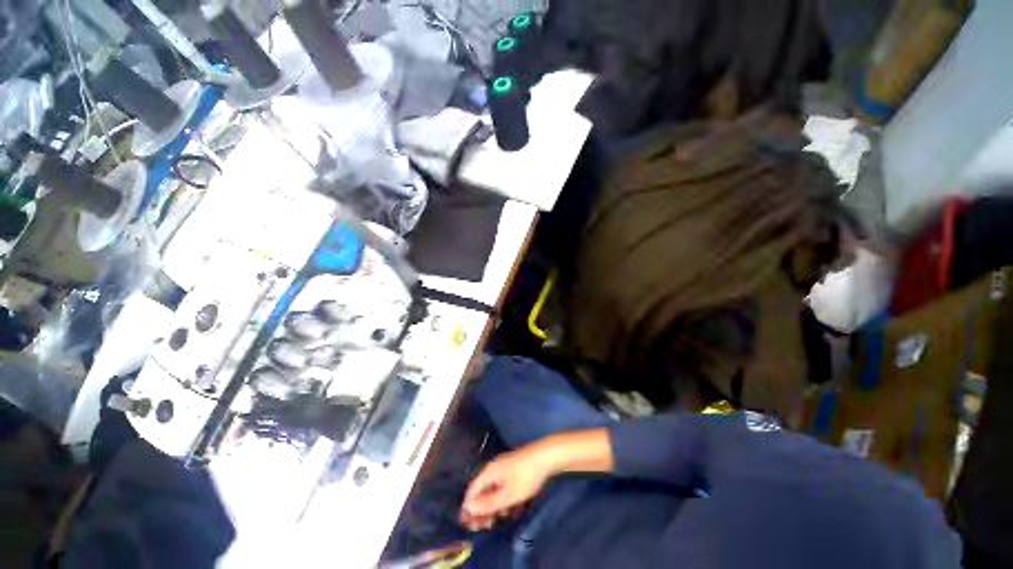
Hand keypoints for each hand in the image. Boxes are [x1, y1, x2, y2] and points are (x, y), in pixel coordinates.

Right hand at [459, 446, 552, 530]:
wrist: (545, 457)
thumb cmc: (525, 477)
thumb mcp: (507, 495)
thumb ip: (488, 503)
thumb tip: (468, 508)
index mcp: (488, 472)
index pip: (472, 491)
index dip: (469, 509)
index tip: (471, 526)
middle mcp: (493, 468)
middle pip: (483, 491)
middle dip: (483, 509)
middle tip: (488, 526)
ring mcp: (504, 468)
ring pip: (494, 490)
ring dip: (495, 506)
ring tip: (501, 519)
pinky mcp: (514, 469)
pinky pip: (504, 486)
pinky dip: (505, 499)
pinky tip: (513, 509)